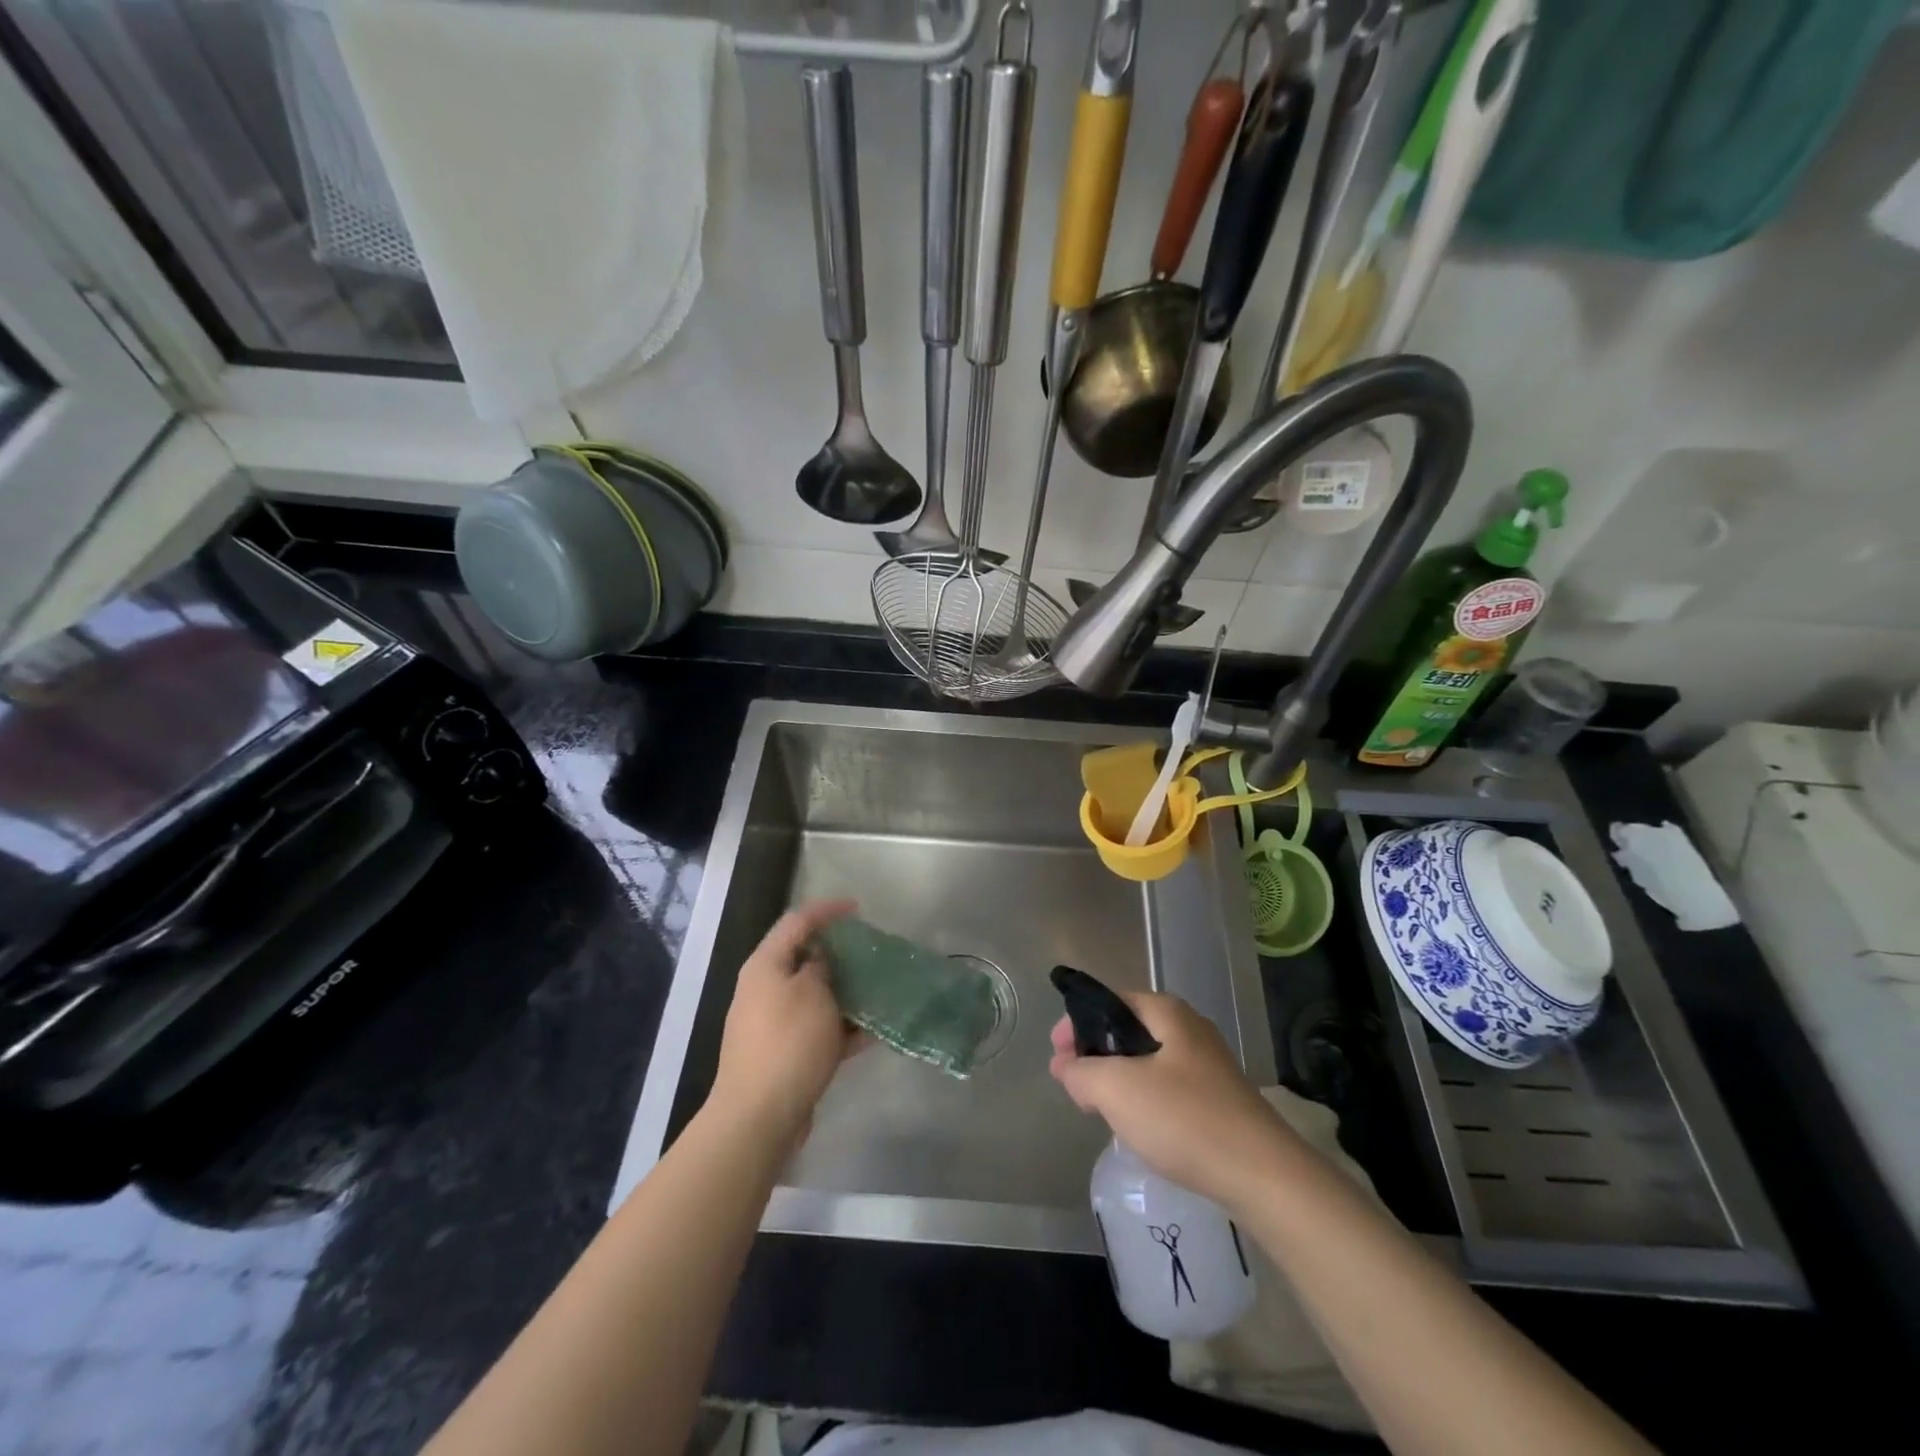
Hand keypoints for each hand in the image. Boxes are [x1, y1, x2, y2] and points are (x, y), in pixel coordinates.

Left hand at [710, 900, 862, 1149]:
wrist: (759, 1117)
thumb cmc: (788, 1043)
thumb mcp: (813, 993)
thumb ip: (822, 967)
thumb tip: (822, 961)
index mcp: (766, 966)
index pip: (797, 922)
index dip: (827, 911)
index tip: (858, 910)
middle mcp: (765, 989)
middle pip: (806, 959)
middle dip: (841, 954)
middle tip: (873, 952)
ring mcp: (774, 1024)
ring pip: (816, 997)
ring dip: (846, 992)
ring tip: (881, 990)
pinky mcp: (786, 1055)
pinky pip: (819, 1030)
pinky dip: (844, 1028)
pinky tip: (875, 1032)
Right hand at [1049, 990, 1295, 1209]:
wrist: (1262, 1175)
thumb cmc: (1184, 1118)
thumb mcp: (1117, 1089)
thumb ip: (1081, 1072)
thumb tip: (1065, 1067)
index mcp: (1167, 1012)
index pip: (1109, 1002)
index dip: (1077, 1024)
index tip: (1057, 1056)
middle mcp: (1189, 1029)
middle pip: (1127, 1031)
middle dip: (1095, 1054)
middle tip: (1073, 1085)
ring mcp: (1207, 1066)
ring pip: (1146, 1062)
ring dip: (1117, 1080)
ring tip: (1097, 1108)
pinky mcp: (1218, 1100)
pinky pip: (1167, 1089)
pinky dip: (1143, 1101)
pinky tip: (1136, 1128)